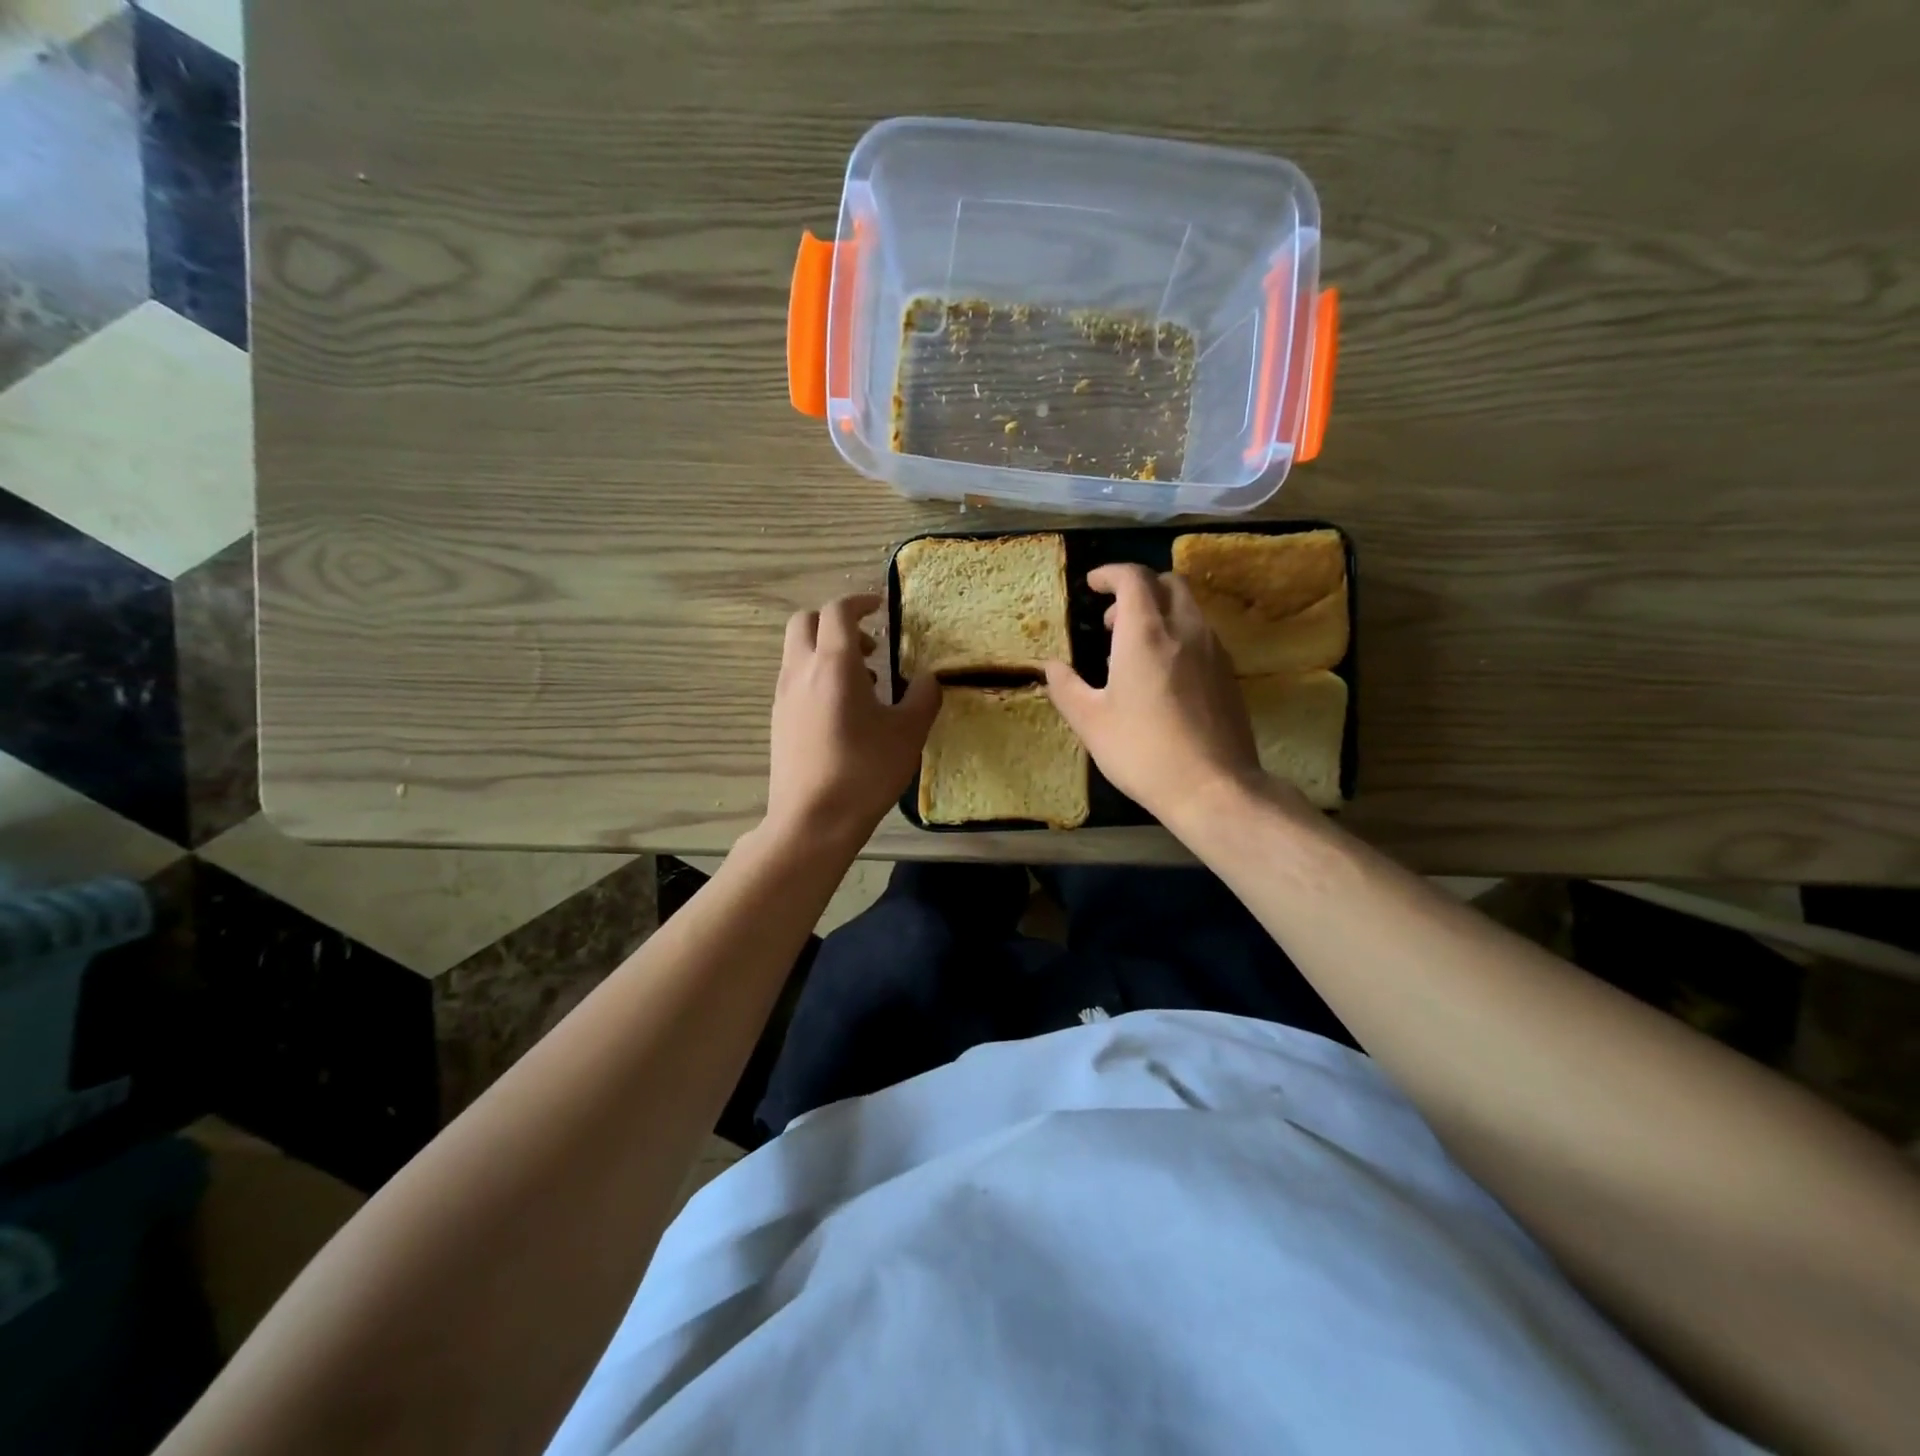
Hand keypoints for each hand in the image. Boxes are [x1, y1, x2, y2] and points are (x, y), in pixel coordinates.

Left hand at [766, 594, 941, 848]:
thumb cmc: (864, 771)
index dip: (859, 602)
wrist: (812, 820)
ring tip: (864, 684)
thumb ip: (923, 697)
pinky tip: (844, 712)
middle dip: (835, 622)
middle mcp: (801, 671)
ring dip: (827, 651)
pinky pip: (794, 679)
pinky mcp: (778, 721)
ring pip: (797, 651)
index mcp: (833, 665)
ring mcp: (783, 696)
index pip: (838, 612)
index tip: (880, 607)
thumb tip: (928, 678)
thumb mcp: (908, 733)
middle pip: (805, 622)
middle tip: (869, 644)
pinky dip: (817, 676)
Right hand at [1044, 564, 1269, 820]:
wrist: (1213, 787)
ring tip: (1132, 648)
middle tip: (1110, 620)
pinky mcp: (1229, 673)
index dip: (1110, 574)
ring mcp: (1213, 650)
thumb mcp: (1090, 722)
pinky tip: (1162, 673)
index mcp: (1145, 634)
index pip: (1133, 578)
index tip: (1091, 585)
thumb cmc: (1142, 752)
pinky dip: (1177, 633)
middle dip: (1137, 588)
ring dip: (1158, 611)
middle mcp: (1185, 629)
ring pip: (1187, 607)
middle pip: (1167, 582)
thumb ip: (1066, 687)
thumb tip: (1051, 666)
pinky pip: (1201, 633)